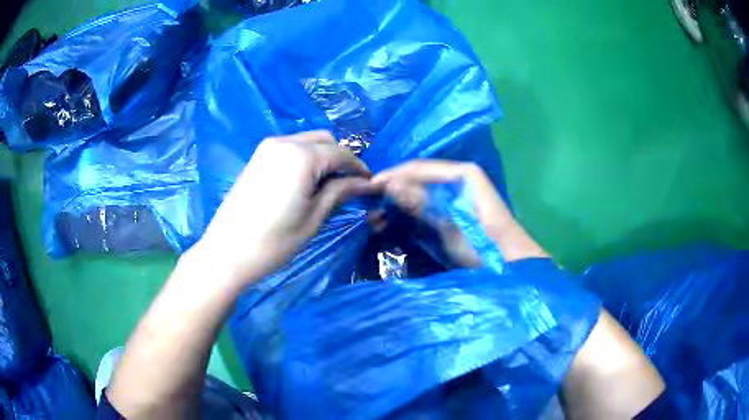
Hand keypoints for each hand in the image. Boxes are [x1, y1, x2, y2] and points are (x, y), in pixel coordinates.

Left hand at [192, 130, 375, 288]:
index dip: (359, 168)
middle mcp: (285, 142)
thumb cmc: (274, 241)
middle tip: (349, 185)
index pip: (341, 153)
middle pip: (324, 140)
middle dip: (341, 158)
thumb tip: (365, 184)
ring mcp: (268, 147)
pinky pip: (290, 148)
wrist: (227, 252)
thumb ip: (340, 193)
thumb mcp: (314, 218)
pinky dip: (305, 158)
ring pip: (307, 141)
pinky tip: (305, 181)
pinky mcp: (257, 157)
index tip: (370, 185)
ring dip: (323, 156)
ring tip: (328, 184)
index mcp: (302, 156)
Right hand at [372, 160, 546, 262]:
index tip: (368, 187)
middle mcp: (458, 176)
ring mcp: (455, 191)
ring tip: (374, 215)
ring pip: (418, 189)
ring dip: (397, 201)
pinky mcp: (452, 207)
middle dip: (392, 188)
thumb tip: (388, 184)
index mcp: (462, 173)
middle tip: (367, 202)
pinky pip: (424, 202)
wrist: (509, 265)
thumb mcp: (450, 226)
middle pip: (417, 176)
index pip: (419, 167)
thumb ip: (421, 203)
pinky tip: (391, 221)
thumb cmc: (484, 246)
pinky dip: (408, 211)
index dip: (392, 176)